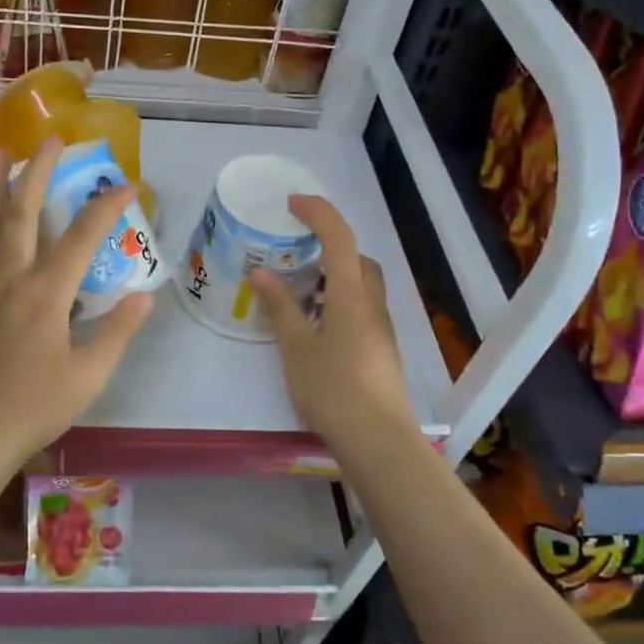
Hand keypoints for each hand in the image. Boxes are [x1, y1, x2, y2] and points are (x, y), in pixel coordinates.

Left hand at [0, 139, 153, 465]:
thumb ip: (117, 331)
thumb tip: (146, 295)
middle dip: (38, 171)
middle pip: (22, 213)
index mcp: (45, 296)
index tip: (129, 183)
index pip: (81, 238)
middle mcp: (10, 279)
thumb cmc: (36, 406)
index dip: (107, 206)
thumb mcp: (90, 375)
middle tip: (51, 139)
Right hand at [251, 195, 419, 456]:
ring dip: (334, 277)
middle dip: (330, 246)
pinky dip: (339, 302)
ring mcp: (381, 329)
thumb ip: (280, 308)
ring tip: (300, 293)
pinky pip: (361, 309)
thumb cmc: (333, 390)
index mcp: (351, 296)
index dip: (318, 213)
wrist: (378, 440)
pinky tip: (316, 327)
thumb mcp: (296, 348)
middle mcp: (372, 305)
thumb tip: (261, 273)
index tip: (292, 203)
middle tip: (296, 255)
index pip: (340, 238)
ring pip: (361, 286)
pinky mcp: (381, 350)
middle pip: (357, 259)